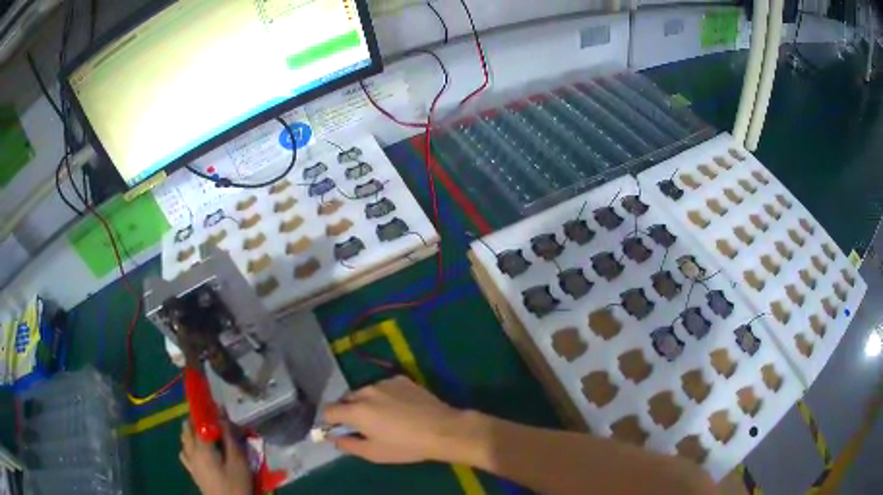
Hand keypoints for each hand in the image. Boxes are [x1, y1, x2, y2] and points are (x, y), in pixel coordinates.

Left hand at [180, 418, 251, 494]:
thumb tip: (222, 415)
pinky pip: (185, 454)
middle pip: (187, 429)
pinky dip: (189, 447)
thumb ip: (229, 437)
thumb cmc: (236, 484)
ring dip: (191, 433)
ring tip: (204, 433)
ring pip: (184, 441)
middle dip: (196, 420)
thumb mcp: (239, 461)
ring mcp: (190, 463)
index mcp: (201, 447)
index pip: (200, 421)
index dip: (207, 411)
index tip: (216, 406)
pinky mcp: (193, 473)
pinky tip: (198, 451)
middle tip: (212, 420)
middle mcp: (191, 451)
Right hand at [324, 375, 468, 463]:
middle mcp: (365, 391)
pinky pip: (383, 387)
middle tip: (364, 427)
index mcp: (355, 410)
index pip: (328, 410)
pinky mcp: (401, 379)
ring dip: (367, 403)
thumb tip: (334, 437)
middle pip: (346, 399)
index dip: (329, 421)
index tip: (340, 430)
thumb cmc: (405, 446)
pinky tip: (401, 408)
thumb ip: (348, 444)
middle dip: (348, 411)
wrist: (442, 429)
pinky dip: (384, 396)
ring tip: (385, 417)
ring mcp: (384, 382)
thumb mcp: (373, 453)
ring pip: (365, 392)